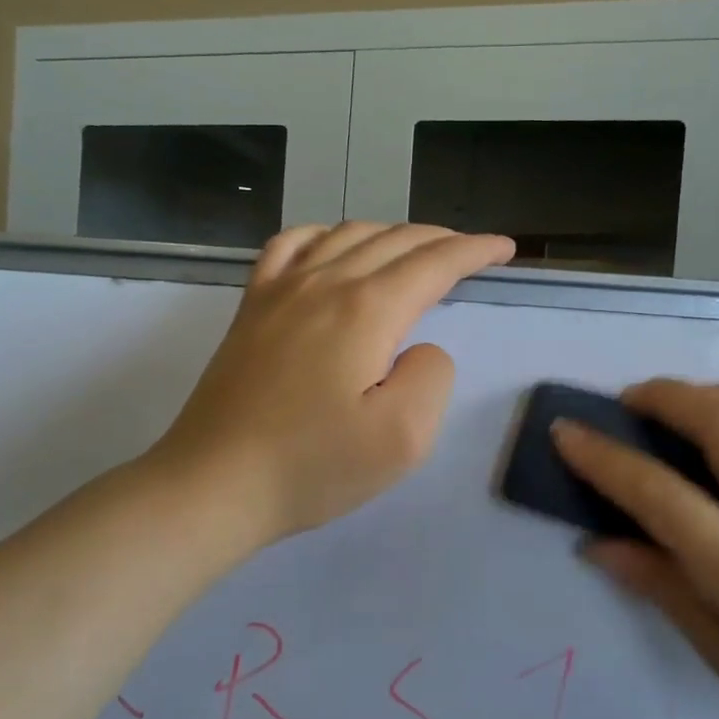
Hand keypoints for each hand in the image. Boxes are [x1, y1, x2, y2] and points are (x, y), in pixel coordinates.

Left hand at [150, 221, 514, 550]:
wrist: (214, 484)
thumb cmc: (313, 466)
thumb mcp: (403, 437)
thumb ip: (431, 376)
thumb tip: (419, 347)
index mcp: (367, 310)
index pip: (434, 263)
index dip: (475, 251)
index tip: (504, 248)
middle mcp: (324, 283)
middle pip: (394, 241)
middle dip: (442, 240)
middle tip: (472, 253)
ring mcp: (280, 290)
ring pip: (347, 234)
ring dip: (392, 234)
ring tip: (416, 251)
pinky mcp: (251, 307)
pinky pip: (290, 246)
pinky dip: (325, 234)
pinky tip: (333, 247)